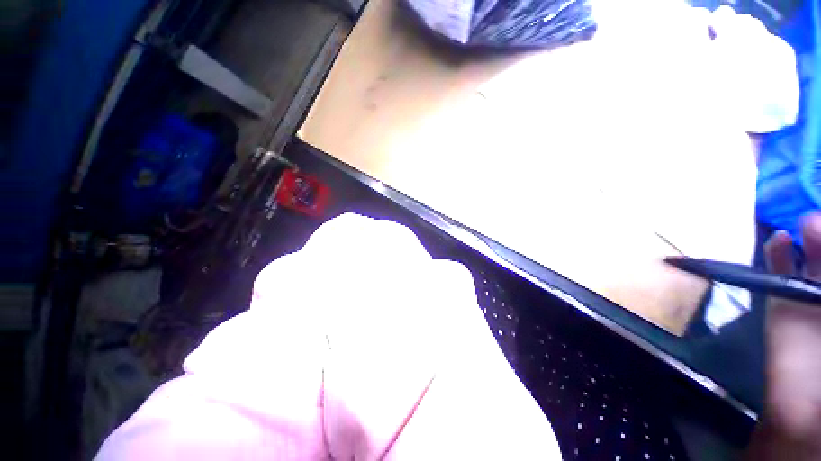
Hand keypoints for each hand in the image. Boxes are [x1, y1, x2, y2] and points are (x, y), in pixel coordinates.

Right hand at [750, 214, 820, 458]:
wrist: (809, 411)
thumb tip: (812, 250)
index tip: (819, 214)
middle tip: (816, 221)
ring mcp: (812, 295)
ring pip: (812, 253)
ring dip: (810, 236)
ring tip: (807, 226)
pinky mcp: (783, 303)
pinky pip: (779, 272)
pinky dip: (778, 254)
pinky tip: (779, 240)